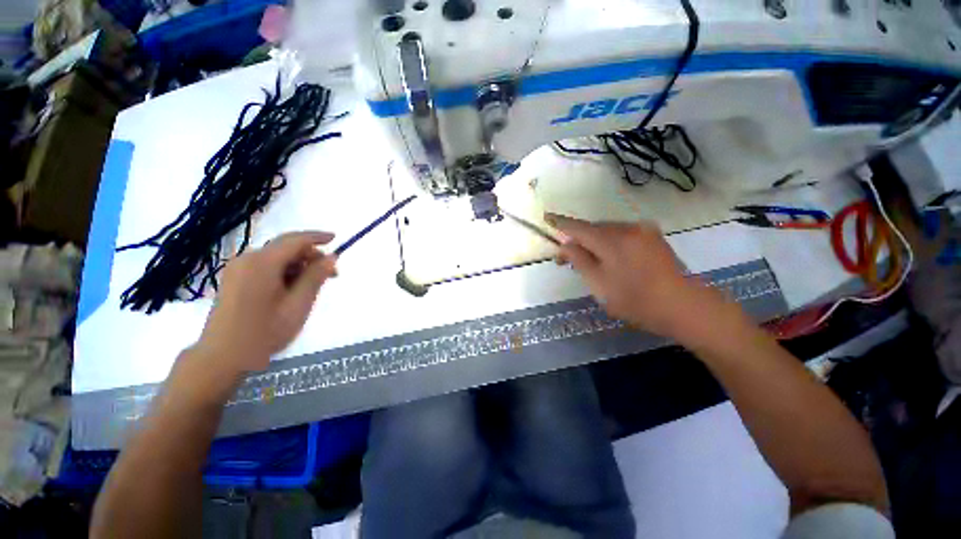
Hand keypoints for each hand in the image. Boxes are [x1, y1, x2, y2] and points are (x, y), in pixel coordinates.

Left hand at [194, 231, 337, 376]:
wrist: (222, 357)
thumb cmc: (264, 332)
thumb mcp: (298, 304)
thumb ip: (316, 277)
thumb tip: (331, 257)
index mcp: (262, 263)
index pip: (295, 240)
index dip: (318, 237)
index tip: (337, 238)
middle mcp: (247, 259)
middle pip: (286, 248)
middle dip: (311, 257)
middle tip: (331, 275)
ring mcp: (238, 269)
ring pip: (277, 258)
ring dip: (299, 266)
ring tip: (313, 287)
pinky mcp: (235, 279)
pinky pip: (266, 267)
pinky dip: (284, 272)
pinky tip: (293, 290)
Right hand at [546, 214, 729, 339]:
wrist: (684, 306)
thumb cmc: (635, 300)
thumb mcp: (599, 284)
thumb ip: (579, 260)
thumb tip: (565, 244)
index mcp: (612, 240)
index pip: (578, 227)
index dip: (561, 223)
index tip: (547, 217)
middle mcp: (627, 228)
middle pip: (593, 228)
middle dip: (579, 239)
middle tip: (569, 259)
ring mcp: (643, 230)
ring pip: (608, 230)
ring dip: (595, 242)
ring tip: (592, 262)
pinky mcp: (653, 236)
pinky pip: (623, 234)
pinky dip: (611, 242)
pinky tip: (613, 258)